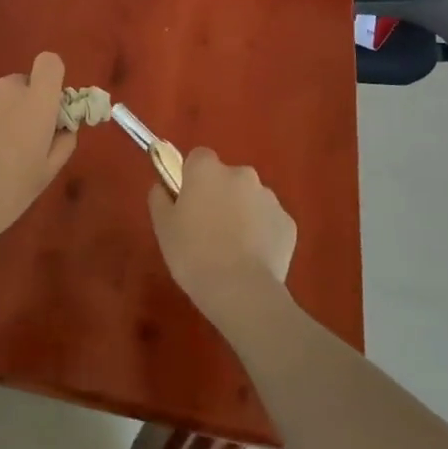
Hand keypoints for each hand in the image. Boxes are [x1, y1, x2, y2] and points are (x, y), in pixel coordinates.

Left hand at [0, 53, 76, 260]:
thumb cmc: (3, 195)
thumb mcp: (45, 175)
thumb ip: (62, 141)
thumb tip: (63, 125)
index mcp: (35, 102)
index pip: (50, 63)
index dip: (48, 80)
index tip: (43, 106)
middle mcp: (4, 87)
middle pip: (17, 85)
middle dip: (16, 106)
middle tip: (6, 142)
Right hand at [148, 148, 296, 330]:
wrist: (241, 291)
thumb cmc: (193, 254)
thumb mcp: (163, 227)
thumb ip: (160, 198)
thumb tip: (162, 186)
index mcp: (207, 169)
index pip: (198, 158)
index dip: (192, 178)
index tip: (188, 203)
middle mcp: (241, 174)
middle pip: (227, 178)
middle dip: (220, 196)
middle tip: (208, 230)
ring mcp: (269, 197)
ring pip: (250, 199)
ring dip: (242, 214)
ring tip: (232, 250)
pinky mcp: (288, 223)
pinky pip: (269, 221)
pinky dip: (262, 234)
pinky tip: (252, 259)